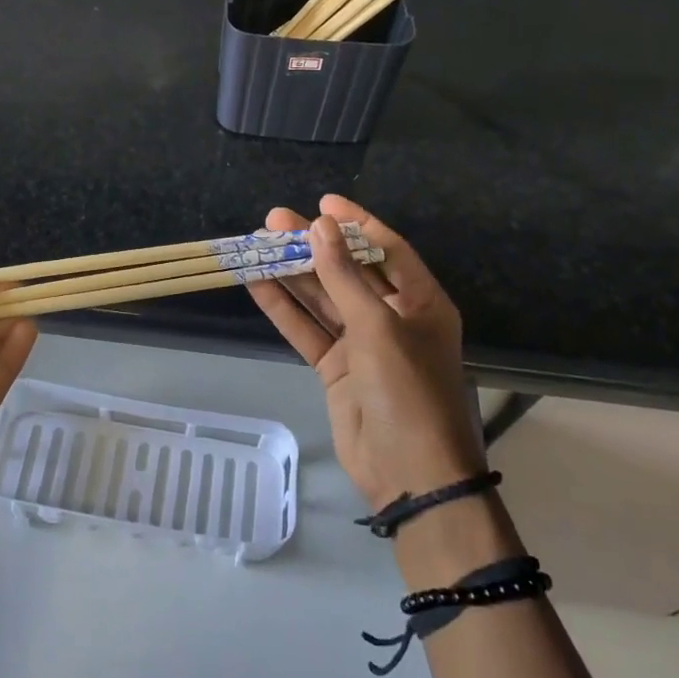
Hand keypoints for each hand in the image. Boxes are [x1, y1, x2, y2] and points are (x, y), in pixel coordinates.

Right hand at [246, 196, 483, 511]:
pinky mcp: (336, 368)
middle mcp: (393, 317)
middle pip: (348, 270)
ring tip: (257, 243)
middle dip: (313, 245)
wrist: (409, 475)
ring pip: (322, 298)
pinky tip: (256, 283)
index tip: (322, 202)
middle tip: (274, 220)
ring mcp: (362, 344)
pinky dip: (284, 308)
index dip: (355, 222)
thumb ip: (345, 277)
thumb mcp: (378, 327)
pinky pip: (307, 329)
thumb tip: (321, 227)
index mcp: (421, 301)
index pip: (387, 248)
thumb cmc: (407, 391)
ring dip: (292, 273)